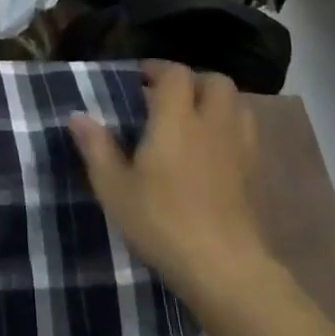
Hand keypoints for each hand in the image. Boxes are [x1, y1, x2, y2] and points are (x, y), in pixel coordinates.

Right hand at [68, 61, 271, 301]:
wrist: (223, 266)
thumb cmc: (160, 221)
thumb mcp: (114, 187)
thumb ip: (96, 147)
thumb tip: (78, 116)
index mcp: (176, 121)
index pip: (176, 75)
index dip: (158, 69)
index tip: (139, 78)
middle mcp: (212, 125)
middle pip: (216, 82)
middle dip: (193, 81)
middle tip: (167, 97)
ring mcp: (240, 149)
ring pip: (239, 105)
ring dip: (217, 102)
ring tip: (193, 120)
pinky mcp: (256, 174)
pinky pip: (247, 134)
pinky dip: (230, 130)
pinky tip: (213, 152)